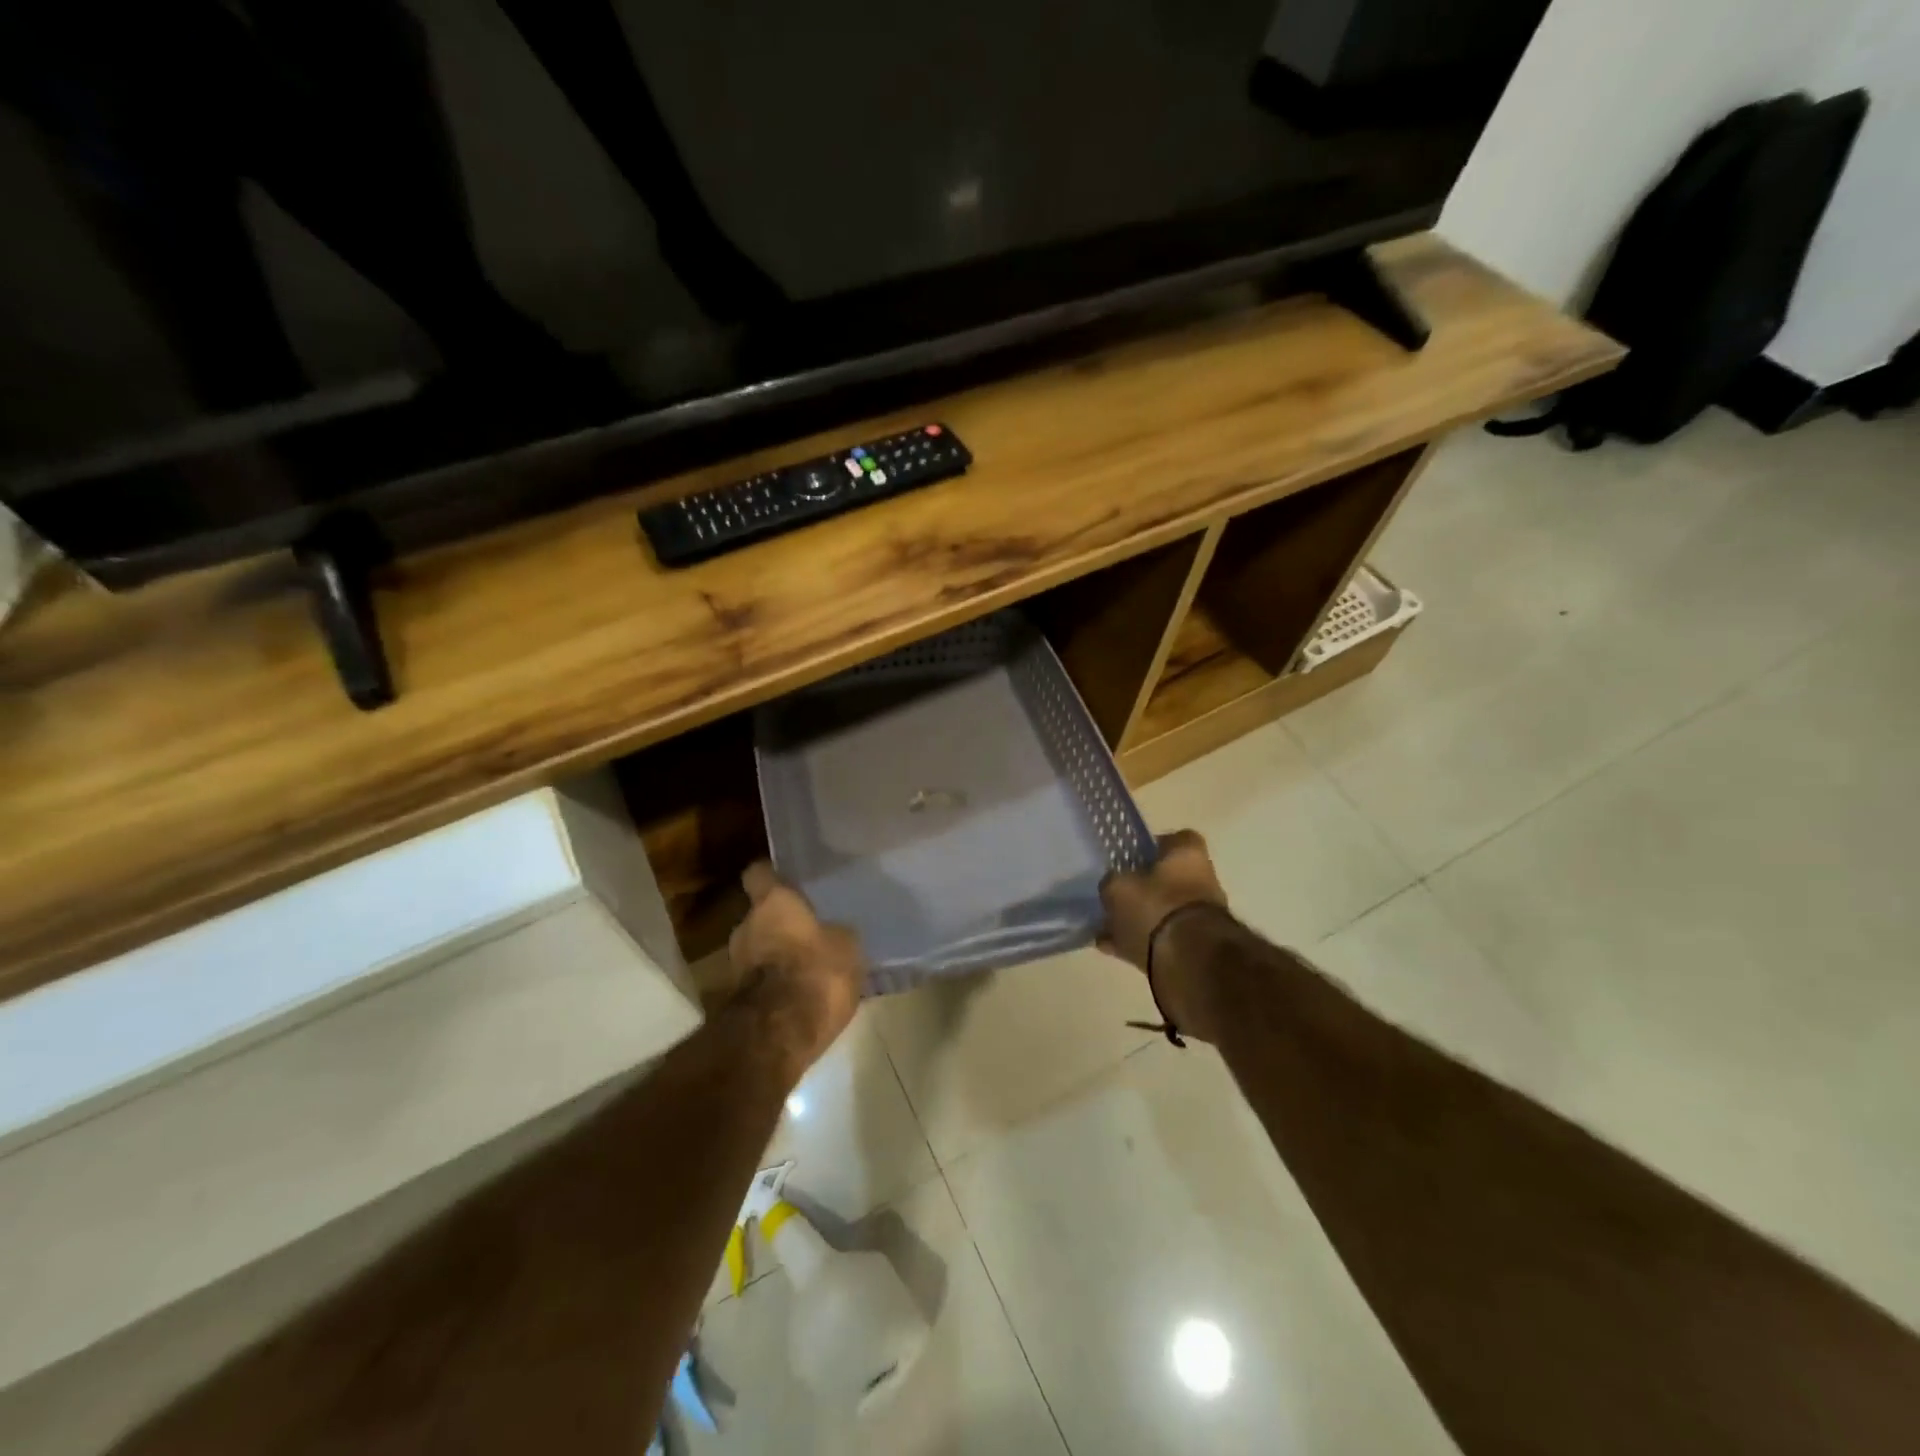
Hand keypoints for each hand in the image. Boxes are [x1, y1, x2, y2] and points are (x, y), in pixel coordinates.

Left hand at [727, 862, 864, 1080]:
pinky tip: (798, 993)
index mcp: (772, 903)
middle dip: (779, 923)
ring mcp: (735, 964)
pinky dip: (774, 983)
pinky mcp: (736, 999)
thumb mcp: (846, 946)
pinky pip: (760, 980)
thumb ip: (836, 932)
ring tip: (805, 966)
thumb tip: (834, 931)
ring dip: (776, 955)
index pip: (759, 873)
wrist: (779, 1035)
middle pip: (759, 915)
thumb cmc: (816, 972)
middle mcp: (745, 926)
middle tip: (806, 930)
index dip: (771, 875)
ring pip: (758, 949)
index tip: (786, 879)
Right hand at [1099, 829, 1232, 1041]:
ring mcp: (1202, 917)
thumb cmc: (1155, 907)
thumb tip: (1113, 887)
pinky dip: (1140, 943)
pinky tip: (1113, 949)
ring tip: (1107, 928)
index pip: (1176, 839)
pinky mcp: (1196, 948)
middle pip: (1169, 878)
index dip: (1154, 846)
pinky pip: (1161, 940)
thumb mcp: (1117, 887)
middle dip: (1144, 888)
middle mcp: (1203, 881)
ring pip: (1164, 911)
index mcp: (1189, 855)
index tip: (1133, 858)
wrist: (1189, 961)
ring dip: (1140, 919)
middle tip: (1116, 896)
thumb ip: (1112, 883)